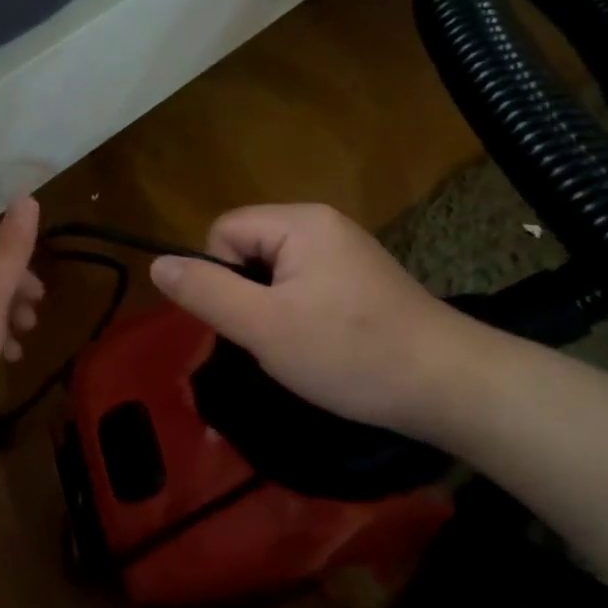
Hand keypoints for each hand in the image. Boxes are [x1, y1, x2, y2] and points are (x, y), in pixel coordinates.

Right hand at [149, 203, 475, 436]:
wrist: (449, 385)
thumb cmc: (350, 352)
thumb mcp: (264, 326)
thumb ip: (207, 292)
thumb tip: (158, 264)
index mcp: (300, 222)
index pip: (224, 230)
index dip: (220, 276)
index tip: (248, 320)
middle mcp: (323, 224)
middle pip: (249, 249)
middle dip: (247, 296)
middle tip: (272, 339)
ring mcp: (346, 252)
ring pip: (275, 272)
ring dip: (272, 310)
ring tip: (298, 347)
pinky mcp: (361, 280)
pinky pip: (305, 285)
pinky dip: (300, 314)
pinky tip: (323, 345)